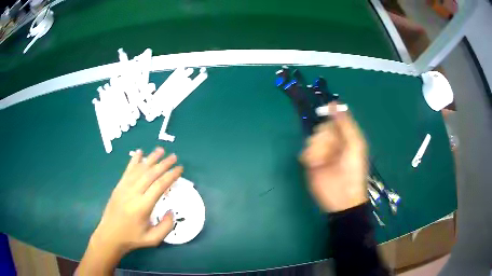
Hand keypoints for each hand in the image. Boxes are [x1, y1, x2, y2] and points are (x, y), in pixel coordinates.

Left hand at [77, 147, 182, 274]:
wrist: (110, 235)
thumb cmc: (132, 238)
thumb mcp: (153, 239)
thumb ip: (166, 227)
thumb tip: (171, 211)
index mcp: (142, 206)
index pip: (159, 186)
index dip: (171, 175)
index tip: (180, 169)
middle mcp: (133, 193)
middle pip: (150, 173)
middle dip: (163, 164)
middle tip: (174, 156)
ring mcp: (124, 187)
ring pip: (139, 169)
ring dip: (151, 158)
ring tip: (161, 150)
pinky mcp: (119, 186)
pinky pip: (128, 170)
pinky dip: (134, 160)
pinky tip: (140, 152)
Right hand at [301, 104, 367, 211]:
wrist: (343, 196)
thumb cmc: (353, 170)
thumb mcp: (355, 144)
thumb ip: (346, 124)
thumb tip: (334, 103)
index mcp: (345, 137)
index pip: (334, 120)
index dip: (331, 118)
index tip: (326, 113)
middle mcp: (333, 142)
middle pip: (321, 129)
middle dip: (326, 138)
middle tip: (334, 150)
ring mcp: (321, 153)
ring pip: (312, 139)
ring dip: (318, 149)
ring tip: (325, 162)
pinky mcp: (310, 163)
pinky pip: (305, 152)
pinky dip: (309, 157)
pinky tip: (315, 165)